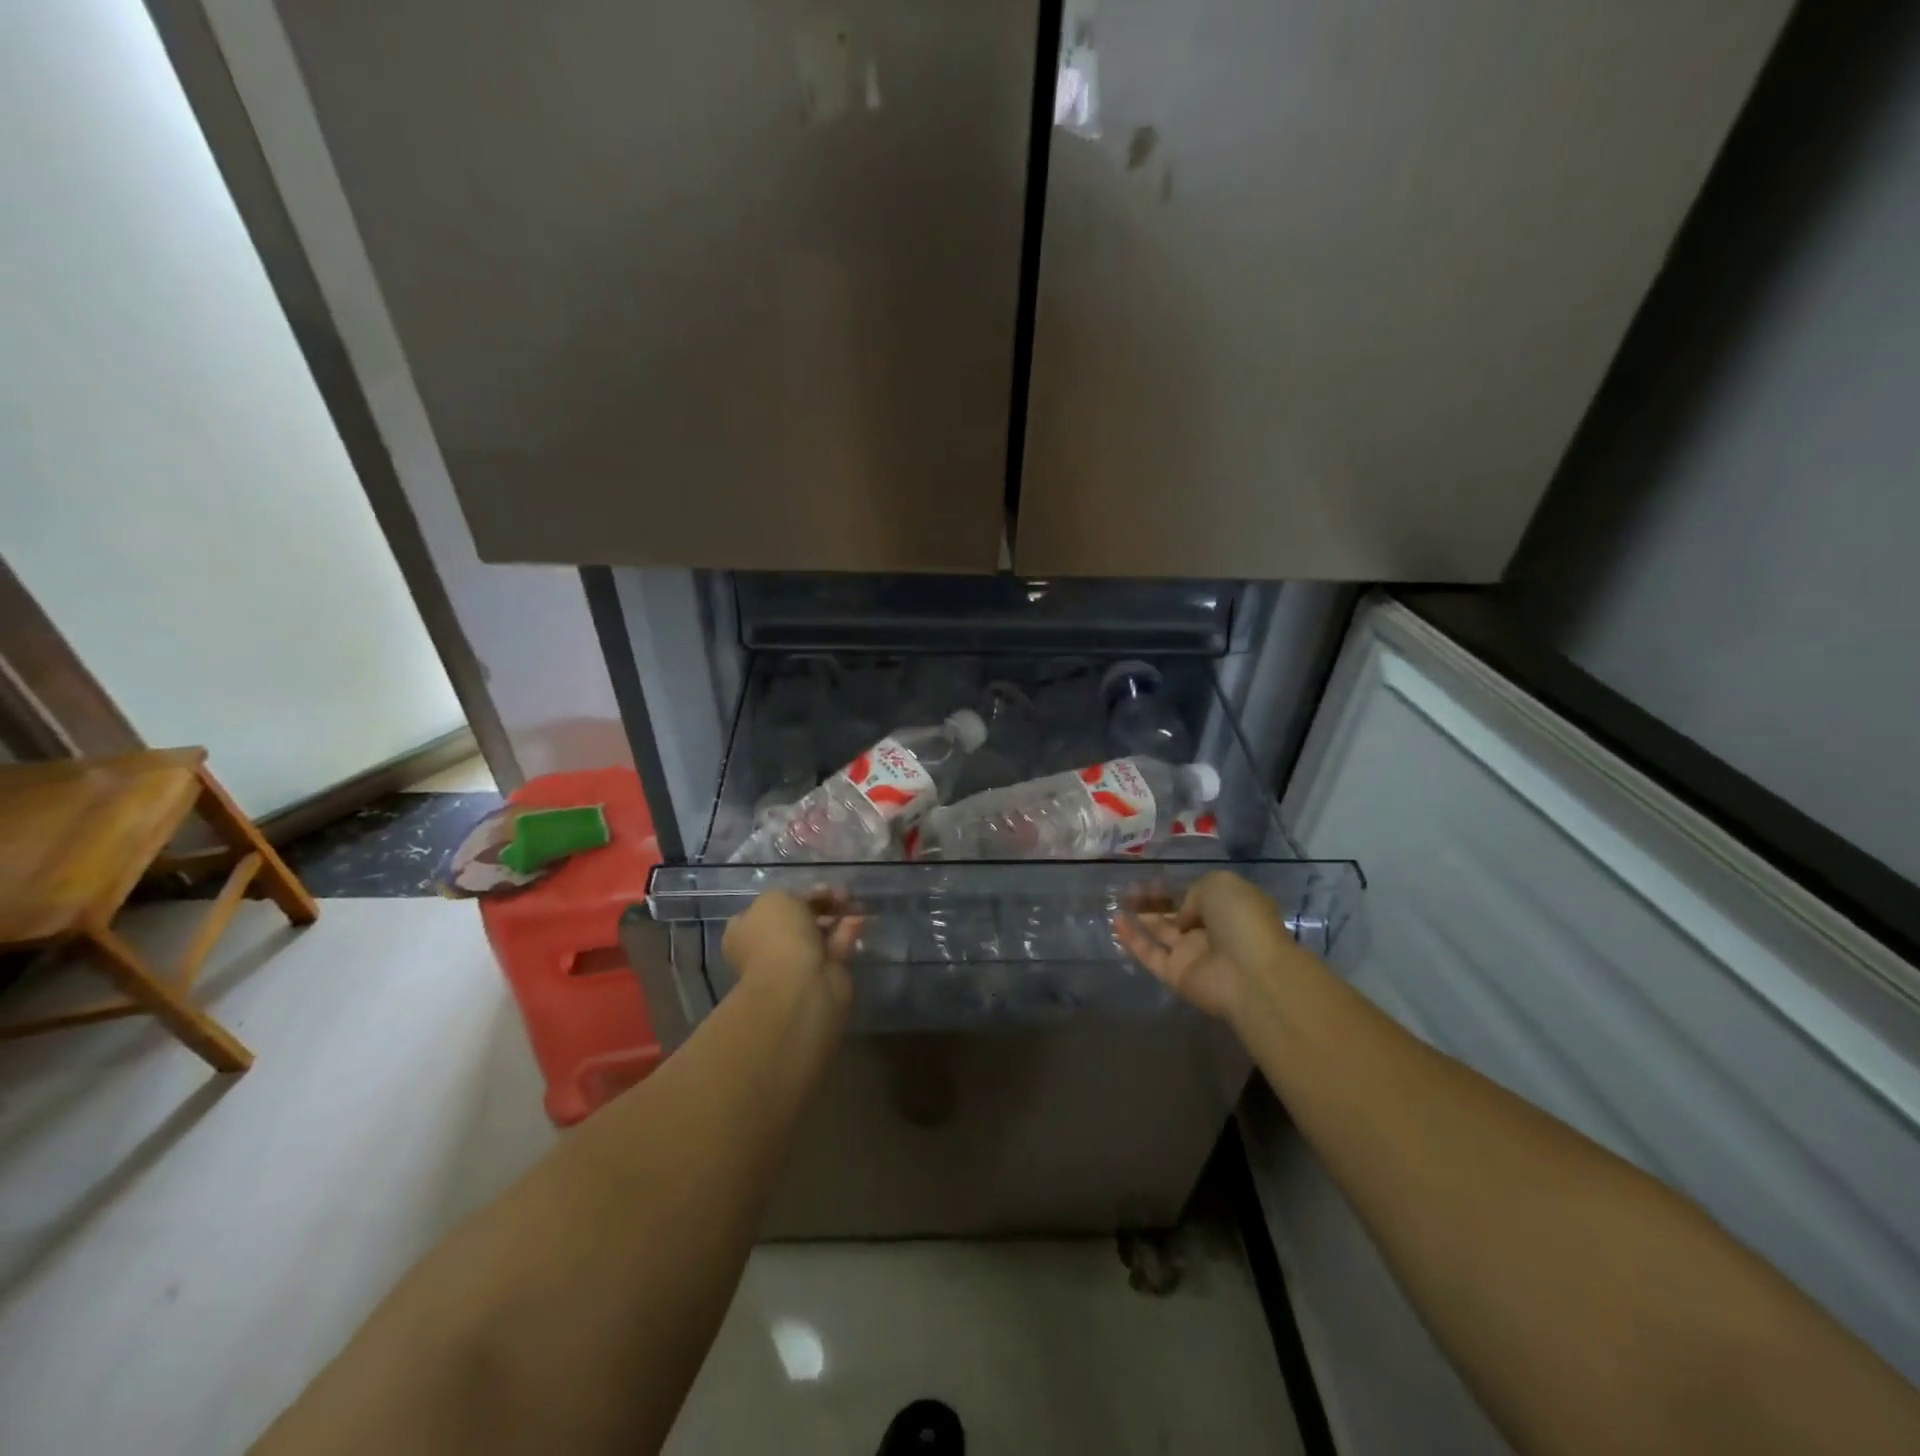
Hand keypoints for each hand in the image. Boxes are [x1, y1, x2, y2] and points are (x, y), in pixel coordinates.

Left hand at [722, 890, 862, 1005]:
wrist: (798, 985)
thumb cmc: (779, 936)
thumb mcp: (778, 898)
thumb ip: (793, 894)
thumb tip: (809, 900)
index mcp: (746, 930)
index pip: (769, 907)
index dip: (794, 894)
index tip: (816, 888)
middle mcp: (768, 947)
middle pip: (798, 919)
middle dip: (821, 904)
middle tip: (841, 893)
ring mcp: (795, 963)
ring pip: (818, 933)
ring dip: (837, 916)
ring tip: (854, 902)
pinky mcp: (822, 974)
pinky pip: (835, 947)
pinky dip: (847, 932)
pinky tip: (859, 919)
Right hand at [1115, 870, 1302, 1022]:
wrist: (1250, 973)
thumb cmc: (1241, 920)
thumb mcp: (1220, 885)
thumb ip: (1194, 892)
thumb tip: (1182, 916)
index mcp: (1228, 909)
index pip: (1197, 897)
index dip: (1175, 888)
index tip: (1152, 878)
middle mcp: (1210, 931)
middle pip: (1175, 914)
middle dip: (1152, 901)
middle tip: (1128, 888)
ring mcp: (1192, 955)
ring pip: (1160, 933)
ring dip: (1140, 917)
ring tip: (1117, 900)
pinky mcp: (1176, 975)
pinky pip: (1150, 954)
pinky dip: (1132, 939)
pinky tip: (1116, 921)